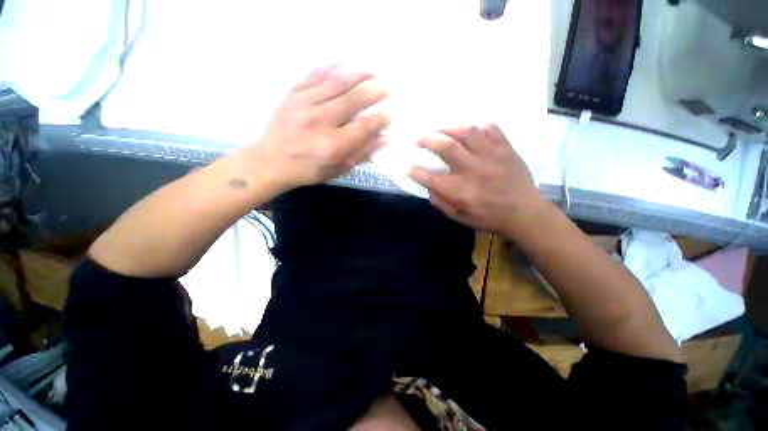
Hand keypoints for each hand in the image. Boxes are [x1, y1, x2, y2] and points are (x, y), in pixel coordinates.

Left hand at [249, 65, 388, 192]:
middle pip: (352, 100)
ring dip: (356, 75)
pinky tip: (340, 63)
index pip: (363, 127)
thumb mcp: (337, 169)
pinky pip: (313, 76)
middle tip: (386, 88)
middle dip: (372, 93)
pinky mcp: (292, 95)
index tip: (390, 112)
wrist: (269, 162)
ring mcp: (304, 104)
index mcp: (332, 146)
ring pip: (335, 83)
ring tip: (371, 72)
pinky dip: (328, 68)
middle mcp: (319, 121)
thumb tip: (383, 138)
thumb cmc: (308, 170)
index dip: (379, 119)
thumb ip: (360, 153)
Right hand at [408, 124, 545, 234]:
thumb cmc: (488, 217)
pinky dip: (478, 127)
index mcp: (461, 191)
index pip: (430, 178)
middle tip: (418, 139)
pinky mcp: (506, 149)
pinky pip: (491, 129)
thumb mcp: (459, 217)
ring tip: (440, 130)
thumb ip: (441, 202)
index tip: (407, 166)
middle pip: (446, 147)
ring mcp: (492, 156)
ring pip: (467, 132)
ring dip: (448, 128)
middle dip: (427, 140)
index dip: (414, 171)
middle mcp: (473, 170)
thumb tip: (429, 187)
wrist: (524, 213)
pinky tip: (471, 132)